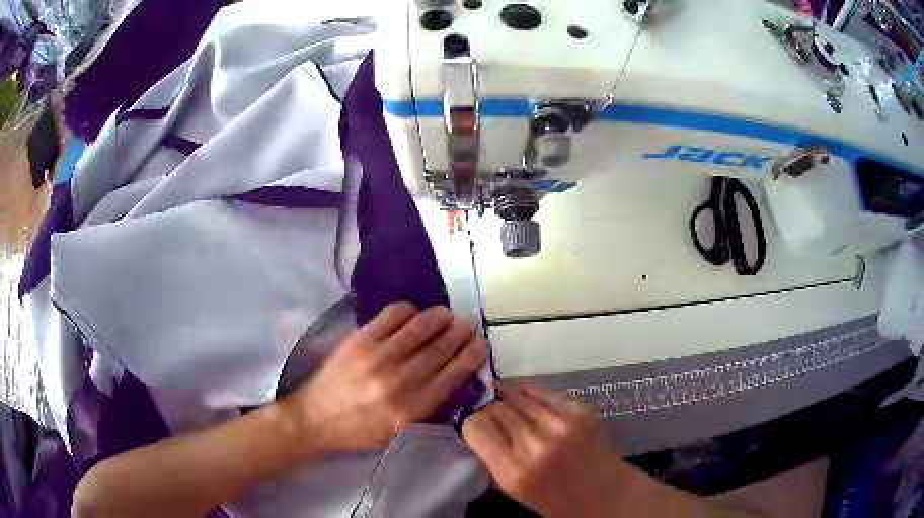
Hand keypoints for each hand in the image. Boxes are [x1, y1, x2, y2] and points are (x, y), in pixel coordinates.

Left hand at [282, 302, 485, 454]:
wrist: (317, 417)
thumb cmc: (361, 430)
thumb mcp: (401, 433)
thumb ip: (430, 409)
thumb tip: (458, 378)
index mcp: (412, 409)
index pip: (454, 374)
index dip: (472, 354)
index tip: (480, 344)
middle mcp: (399, 381)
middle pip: (442, 347)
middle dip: (461, 331)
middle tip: (468, 325)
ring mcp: (377, 356)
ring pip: (421, 326)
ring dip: (440, 316)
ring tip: (446, 316)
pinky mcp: (359, 339)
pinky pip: (393, 314)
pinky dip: (410, 310)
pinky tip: (412, 315)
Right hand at [463, 385, 670, 517]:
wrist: (605, 494)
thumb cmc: (553, 499)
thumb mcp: (512, 489)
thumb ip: (491, 459)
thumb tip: (475, 425)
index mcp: (514, 471)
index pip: (476, 425)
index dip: (472, 422)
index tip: (475, 425)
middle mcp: (535, 444)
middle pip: (495, 407)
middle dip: (488, 409)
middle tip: (490, 414)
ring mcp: (560, 424)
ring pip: (517, 394)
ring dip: (507, 398)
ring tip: (504, 401)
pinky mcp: (579, 409)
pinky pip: (542, 391)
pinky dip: (529, 394)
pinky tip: (526, 400)